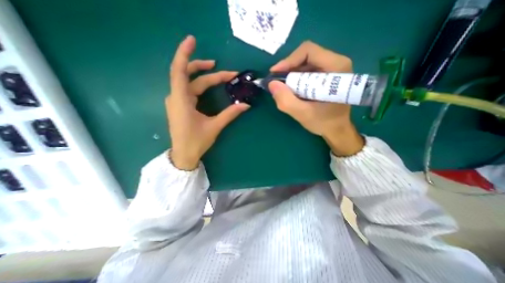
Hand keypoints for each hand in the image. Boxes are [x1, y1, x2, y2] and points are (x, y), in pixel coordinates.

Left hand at [167, 37, 250, 170]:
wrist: (183, 155)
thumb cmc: (196, 141)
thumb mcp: (214, 126)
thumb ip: (230, 114)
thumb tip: (246, 105)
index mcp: (181, 100)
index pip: (180, 70)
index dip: (184, 53)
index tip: (193, 39)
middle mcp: (176, 97)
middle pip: (189, 76)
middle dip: (208, 71)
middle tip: (226, 72)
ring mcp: (177, 101)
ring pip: (190, 83)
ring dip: (204, 77)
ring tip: (220, 74)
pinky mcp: (180, 106)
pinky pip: (189, 90)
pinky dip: (200, 86)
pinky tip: (209, 87)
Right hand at [268, 40, 362, 155]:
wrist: (337, 129)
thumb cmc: (324, 122)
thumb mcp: (303, 114)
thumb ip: (286, 100)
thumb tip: (271, 84)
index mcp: (336, 67)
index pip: (308, 51)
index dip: (288, 60)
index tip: (275, 74)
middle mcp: (336, 62)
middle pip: (305, 56)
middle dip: (288, 70)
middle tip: (278, 84)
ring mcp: (332, 68)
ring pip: (305, 63)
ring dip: (291, 75)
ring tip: (284, 89)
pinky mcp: (327, 75)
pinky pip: (307, 71)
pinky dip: (296, 79)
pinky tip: (292, 91)